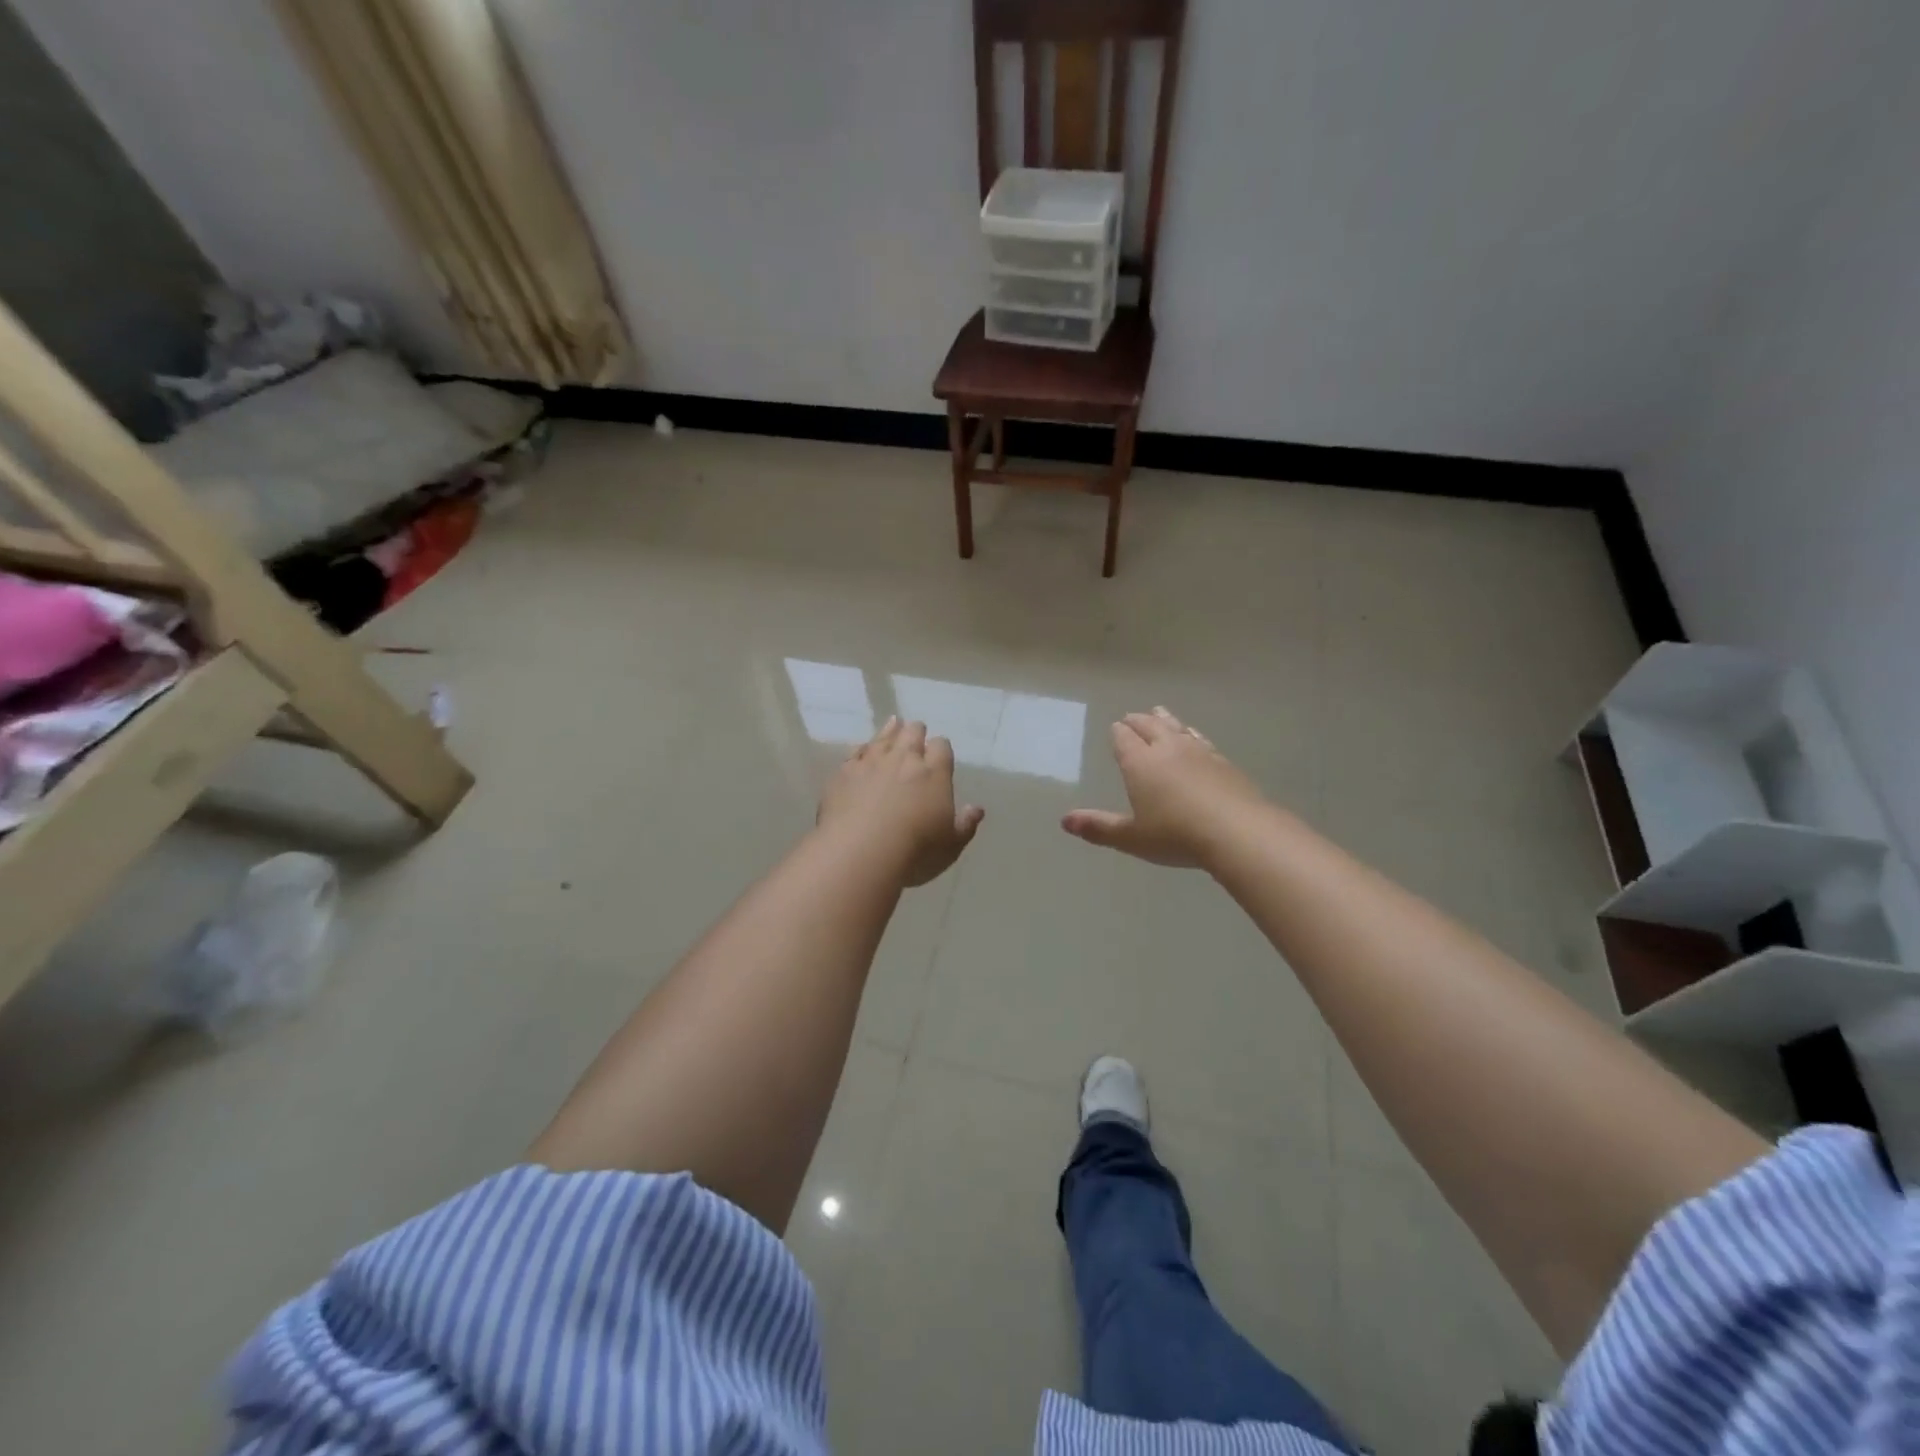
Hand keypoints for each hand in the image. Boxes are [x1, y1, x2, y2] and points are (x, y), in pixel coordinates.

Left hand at [818, 717, 984, 886]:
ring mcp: (872, 762)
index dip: (940, 749)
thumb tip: (976, 809)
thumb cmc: (915, 852)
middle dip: (916, 733)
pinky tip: (862, 749)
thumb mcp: (950, 846)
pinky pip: (855, 752)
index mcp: (934, 773)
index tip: (939, 755)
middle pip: (912, 733)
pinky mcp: (844, 772)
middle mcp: (904, 759)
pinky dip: (862, 748)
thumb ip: (965, 824)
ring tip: (893, 724)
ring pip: (883, 736)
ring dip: (890, 730)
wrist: (861, 853)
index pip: (941, 747)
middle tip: (916, 736)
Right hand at [1062, 707, 1266, 868]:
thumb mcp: (1132, 838)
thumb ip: (1099, 828)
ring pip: (1177, 728)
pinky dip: (1191, 734)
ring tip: (1159, 712)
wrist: (1237, 832)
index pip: (1124, 739)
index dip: (1118, 733)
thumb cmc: (1176, 835)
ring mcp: (1198, 752)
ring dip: (1165, 719)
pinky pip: (1201, 739)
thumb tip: (1064, 822)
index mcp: (1140, 763)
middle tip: (1131, 717)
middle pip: (1150, 726)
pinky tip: (1195, 737)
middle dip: (1138, 721)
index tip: (1115, 728)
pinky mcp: (1223, 762)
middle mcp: (1167, 749)